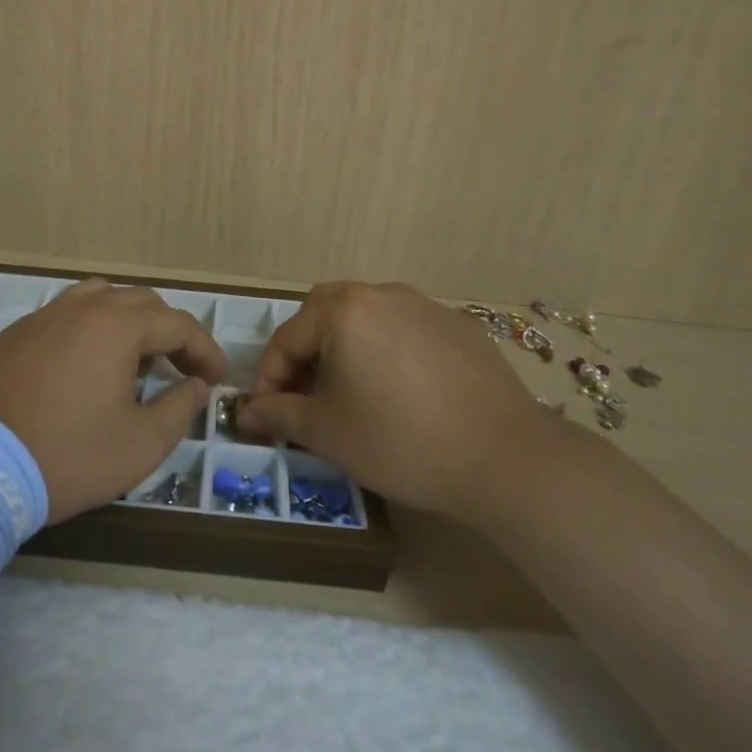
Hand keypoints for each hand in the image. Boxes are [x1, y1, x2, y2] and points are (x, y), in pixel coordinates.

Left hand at [0, 279, 227, 523]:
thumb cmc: (69, 456)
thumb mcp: (140, 444)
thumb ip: (179, 408)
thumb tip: (195, 385)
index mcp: (117, 327)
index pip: (177, 323)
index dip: (204, 349)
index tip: (216, 379)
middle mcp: (80, 309)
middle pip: (140, 302)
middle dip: (168, 332)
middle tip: (179, 370)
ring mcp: (41, 318)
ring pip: (97, 299)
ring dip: (126, 323)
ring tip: (131, 361)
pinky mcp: (11, 337)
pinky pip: (62, 317)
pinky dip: (87, 332)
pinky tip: (82, 369)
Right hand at [238, 282, 574, 521]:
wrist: (504, 457)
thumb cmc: (400, 441)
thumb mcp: (328, 433)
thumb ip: (280, 415)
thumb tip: (246, 413)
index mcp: (343, 311)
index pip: (287, 338)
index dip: (268, 378)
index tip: (264, 414)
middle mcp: (382, 294)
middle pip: (324, 313)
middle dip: (305, 352)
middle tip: (304, 394)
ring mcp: (425, 305)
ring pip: (366, 317)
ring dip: (345, 348)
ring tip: (351, 392)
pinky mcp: (458, 325)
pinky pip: (405, 329)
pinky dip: (387, 351)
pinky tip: (401, 392)